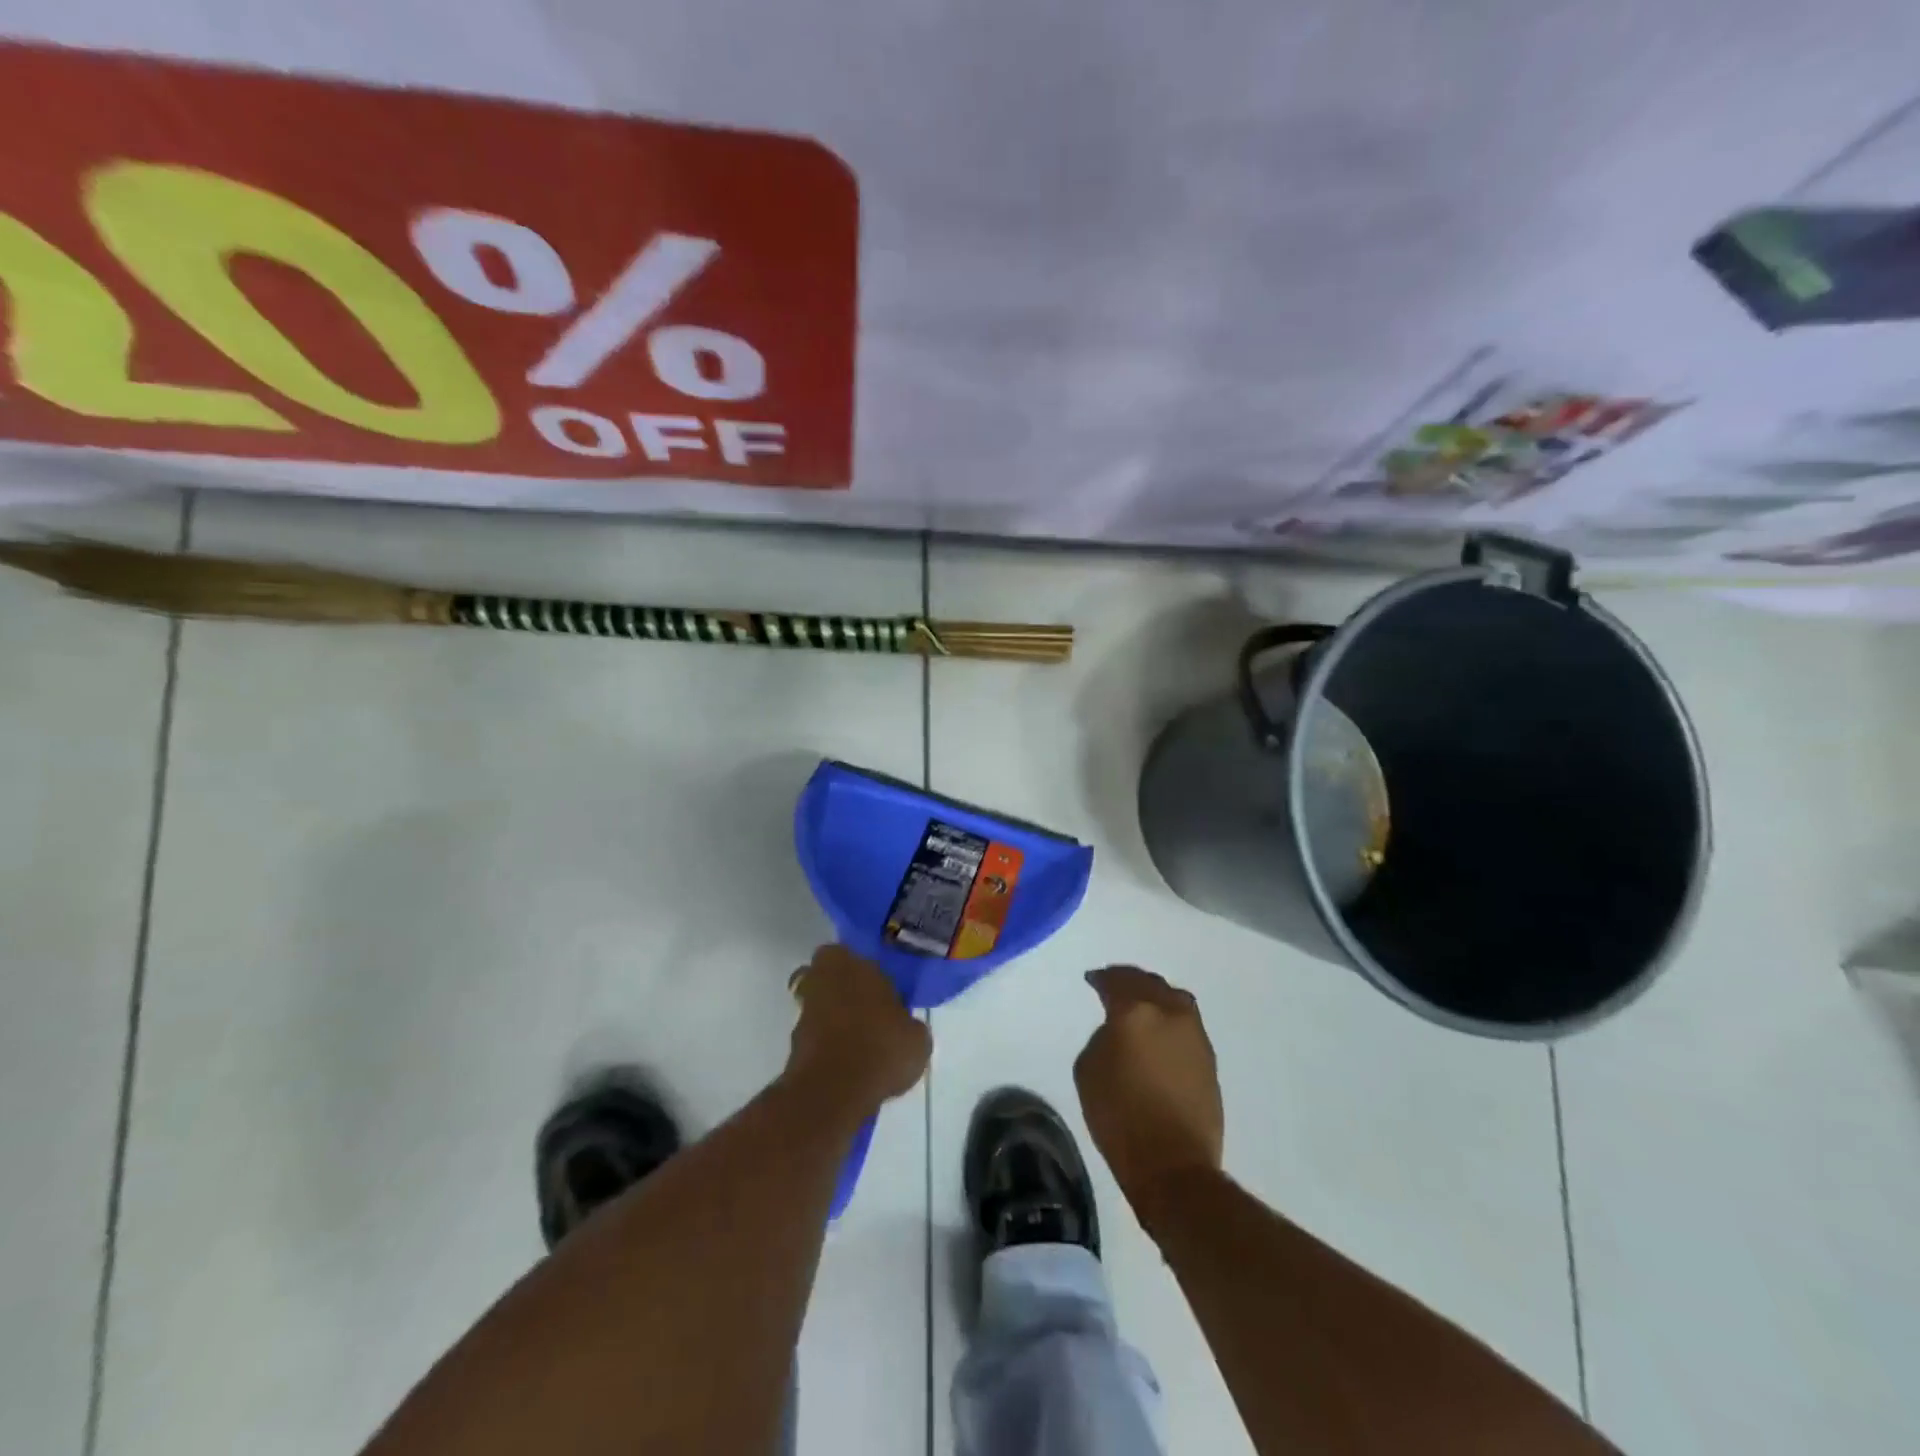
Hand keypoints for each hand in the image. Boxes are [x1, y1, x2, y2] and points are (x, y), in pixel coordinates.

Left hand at [784, 945, 930, 1115]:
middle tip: (866, 1009)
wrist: (834, 1091)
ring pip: (817, 1005)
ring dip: (833, 1018)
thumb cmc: (881, 1048)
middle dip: (840, 988)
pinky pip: (814, 1036)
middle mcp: (823, 980)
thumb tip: (904, 1028)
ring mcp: (804, 1013)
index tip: (879, 988)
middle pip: (825, 976)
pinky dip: (826, 1045)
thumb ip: (907, 1023)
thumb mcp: (916, 1037)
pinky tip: (848, 1064)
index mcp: (851, 964)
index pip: (849, 954)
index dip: (863, 970)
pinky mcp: (794, 1045)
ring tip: (860, 1044)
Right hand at [1074, 966, 1224, 1204]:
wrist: (1172, 1165)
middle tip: (1114, 985)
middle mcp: (1170, 1013)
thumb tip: (1120, 1031)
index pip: (1116, 981)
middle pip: (1149, 983)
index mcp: (1135, 1011)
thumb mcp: (1088, 1069)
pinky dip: (1170, 1019)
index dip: (1102, 978)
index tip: (1092, 980)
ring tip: (1141, 1005)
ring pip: (1174, 999)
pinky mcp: (1209, 1059)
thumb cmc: (1119, 1117)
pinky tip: (1159, 1032)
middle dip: (1129, 981)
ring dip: (1155, 996)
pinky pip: (1186, 1023)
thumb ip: (1104, 1036)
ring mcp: (1194, 1035)